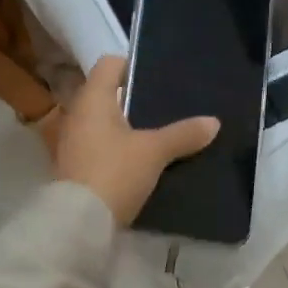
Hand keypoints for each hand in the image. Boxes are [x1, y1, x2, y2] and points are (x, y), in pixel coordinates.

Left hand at [54, 56, 219, 225]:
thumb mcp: (154, 152)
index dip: (132, 65)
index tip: (158, 77)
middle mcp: (77, 115)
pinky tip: (143, 161)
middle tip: (167, 106)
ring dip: (128, 128)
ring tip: (160, 134)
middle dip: (136, 100)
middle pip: (108, 95)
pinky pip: (102, 147)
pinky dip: (120, 149)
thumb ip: (183, 134)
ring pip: (105, 124)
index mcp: (92, 99)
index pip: (109, 64)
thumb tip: (214, 122)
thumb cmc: (114, 172)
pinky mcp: (76, 168)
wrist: (80, 223)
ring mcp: (73, 143)